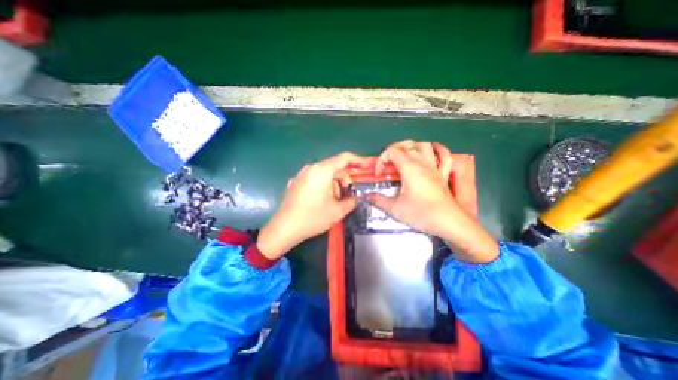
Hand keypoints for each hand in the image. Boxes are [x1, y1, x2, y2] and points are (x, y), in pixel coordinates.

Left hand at [257, 153, 369, 259]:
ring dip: (334, 186)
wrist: (283, 229)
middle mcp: (311, 168)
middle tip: (349, 196)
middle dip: (345, 181)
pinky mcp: (296, 183)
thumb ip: (352, 201)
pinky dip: (324, 187)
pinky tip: (322, 201)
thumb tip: (355, 198)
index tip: (368, 166)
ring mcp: (301, 175)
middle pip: (335, 168)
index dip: (359, 161)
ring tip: (334, 203)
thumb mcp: (337, 211)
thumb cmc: (312, 218)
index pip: (345, 158)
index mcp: (322, 170)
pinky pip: (315, 180)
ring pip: (325, 175)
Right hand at [369, 140, 496, 262]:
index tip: (379, 174)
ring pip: (424, 145)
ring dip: (411, 147)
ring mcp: (435, 167)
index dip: (381, 160)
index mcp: (410, 168)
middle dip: (393, 150)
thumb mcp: (396, 209)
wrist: (449, 222)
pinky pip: (444, 155)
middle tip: (387, 164)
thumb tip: (367, 196)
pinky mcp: (443, 174)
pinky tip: (431, 152)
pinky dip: (437, 150)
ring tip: (403, 157)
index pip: (392, 151)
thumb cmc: (422, 214)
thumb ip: (379, 201)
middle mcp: (423, 163)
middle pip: (407, 144)